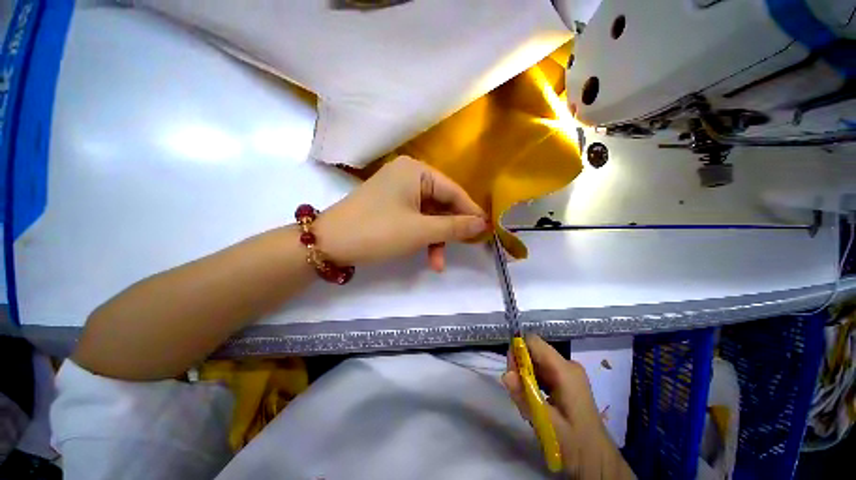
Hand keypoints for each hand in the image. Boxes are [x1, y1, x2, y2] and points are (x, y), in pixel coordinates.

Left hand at [315, 156, 487, 270]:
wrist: (329, 243)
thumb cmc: (378, 232)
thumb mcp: (420, 230)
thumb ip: (454, 226)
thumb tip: (483, 224)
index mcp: (416, 171)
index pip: (453, 191)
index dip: (470, 212)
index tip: (486, 230)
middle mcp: (408, 175)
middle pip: (441, 203)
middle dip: (450, 230)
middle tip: (464, 247)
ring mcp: (398, 190)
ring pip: (429, 215)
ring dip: (435, 238)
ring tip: (438, 263)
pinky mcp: (390, 205)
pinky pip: (415, 219)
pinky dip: (422, 236)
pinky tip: (427, 255)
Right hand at [503, 336, 634, 478]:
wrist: (600, 464)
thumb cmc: (576, 445)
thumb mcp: (547, 424)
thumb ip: (525, 397)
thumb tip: (505, 374)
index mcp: (565, 370)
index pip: (533, 342)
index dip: (517, 350)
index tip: (511, 372)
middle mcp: (567, 366)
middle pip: (533, 353)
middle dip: (520, 369)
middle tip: (518, 395)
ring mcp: (568, 374)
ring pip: (535, 364)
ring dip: (525, 380)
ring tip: (527, 406)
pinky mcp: (566, 384)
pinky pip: (542, 374)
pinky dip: (533, 386)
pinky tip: (535, 406)